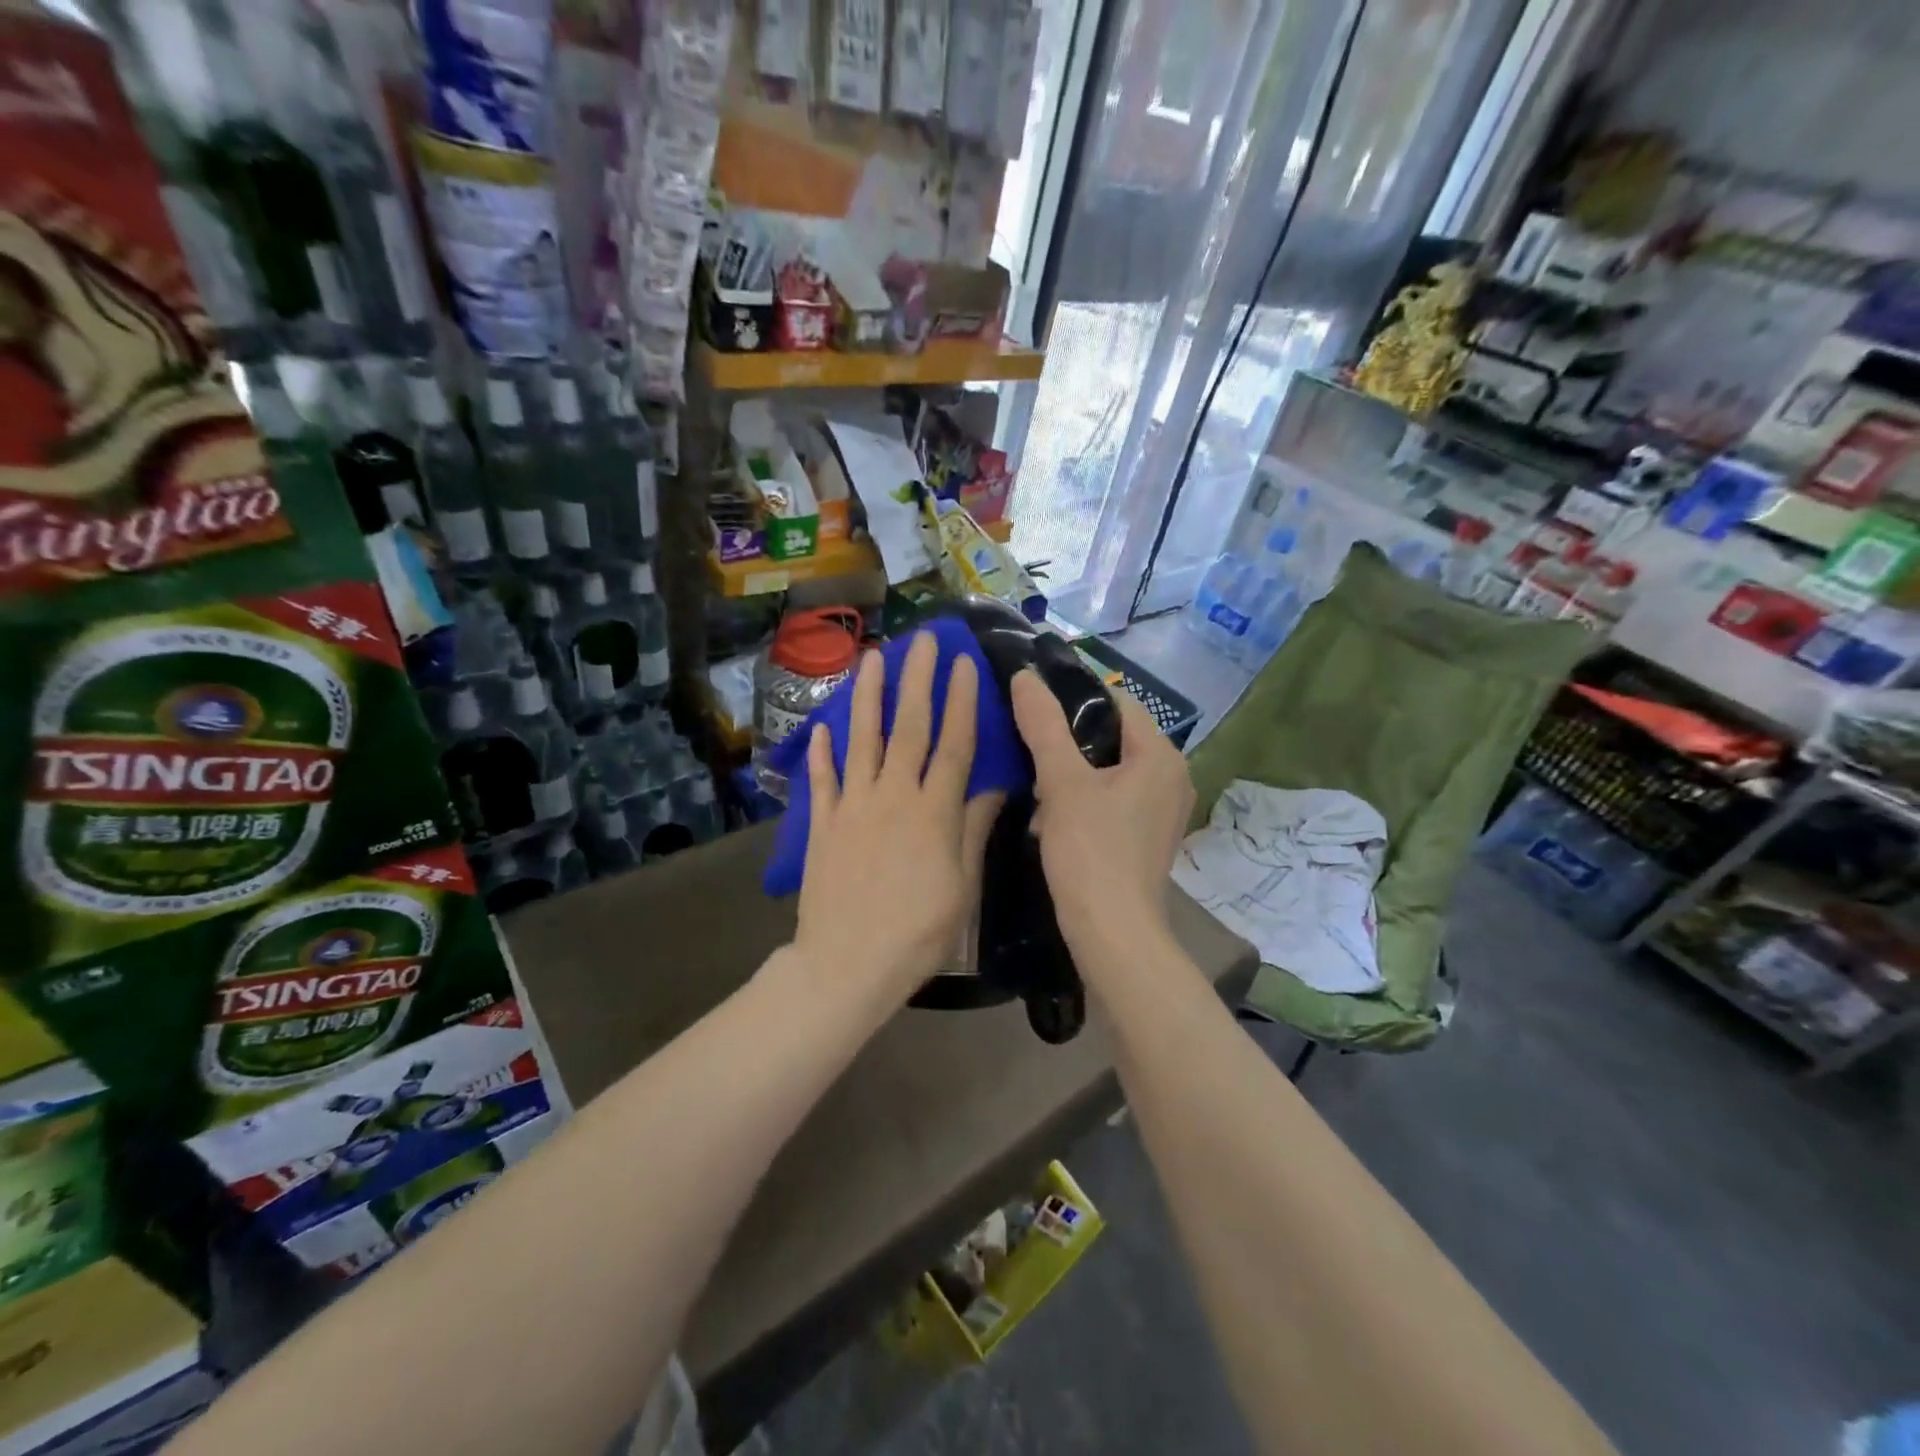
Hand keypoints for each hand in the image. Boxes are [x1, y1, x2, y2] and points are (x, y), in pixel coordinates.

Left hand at [792, 633, 1000, 1001]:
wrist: (848, 964)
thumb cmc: (917, 932)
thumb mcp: (962, 886)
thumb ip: (973, 829)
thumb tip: (992, 785)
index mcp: (934, 811)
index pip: (953, 743)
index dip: (961, 700)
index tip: (964, 662)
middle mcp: (892, 796)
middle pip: (908, 727)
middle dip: (917, 680)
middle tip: (922, 640)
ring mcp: (852, 807)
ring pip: (861, 739)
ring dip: (867, 696)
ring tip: (872, 658)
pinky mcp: (822, 825)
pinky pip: (821, 780)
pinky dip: (821, 752)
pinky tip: (822, 728)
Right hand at [1009, 669, 1194, 962]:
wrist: (1113, 934)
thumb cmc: (1091, 852)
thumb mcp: (1061, 783)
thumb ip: (1043, 725)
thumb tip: (1025, 676)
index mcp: (1161, 756)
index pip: (1117, 702)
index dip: (1074, 695)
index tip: (1033, 700)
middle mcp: (1173, 777)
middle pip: (1114, 737)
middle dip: (1069, 740)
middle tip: (1027, 744)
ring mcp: (1163, 811)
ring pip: (1111, 771)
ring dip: (1073, 773)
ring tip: (1035, 782)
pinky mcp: (1149, 838)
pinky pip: (1114, 800)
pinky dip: (1085, 799)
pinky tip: (1053, 815)